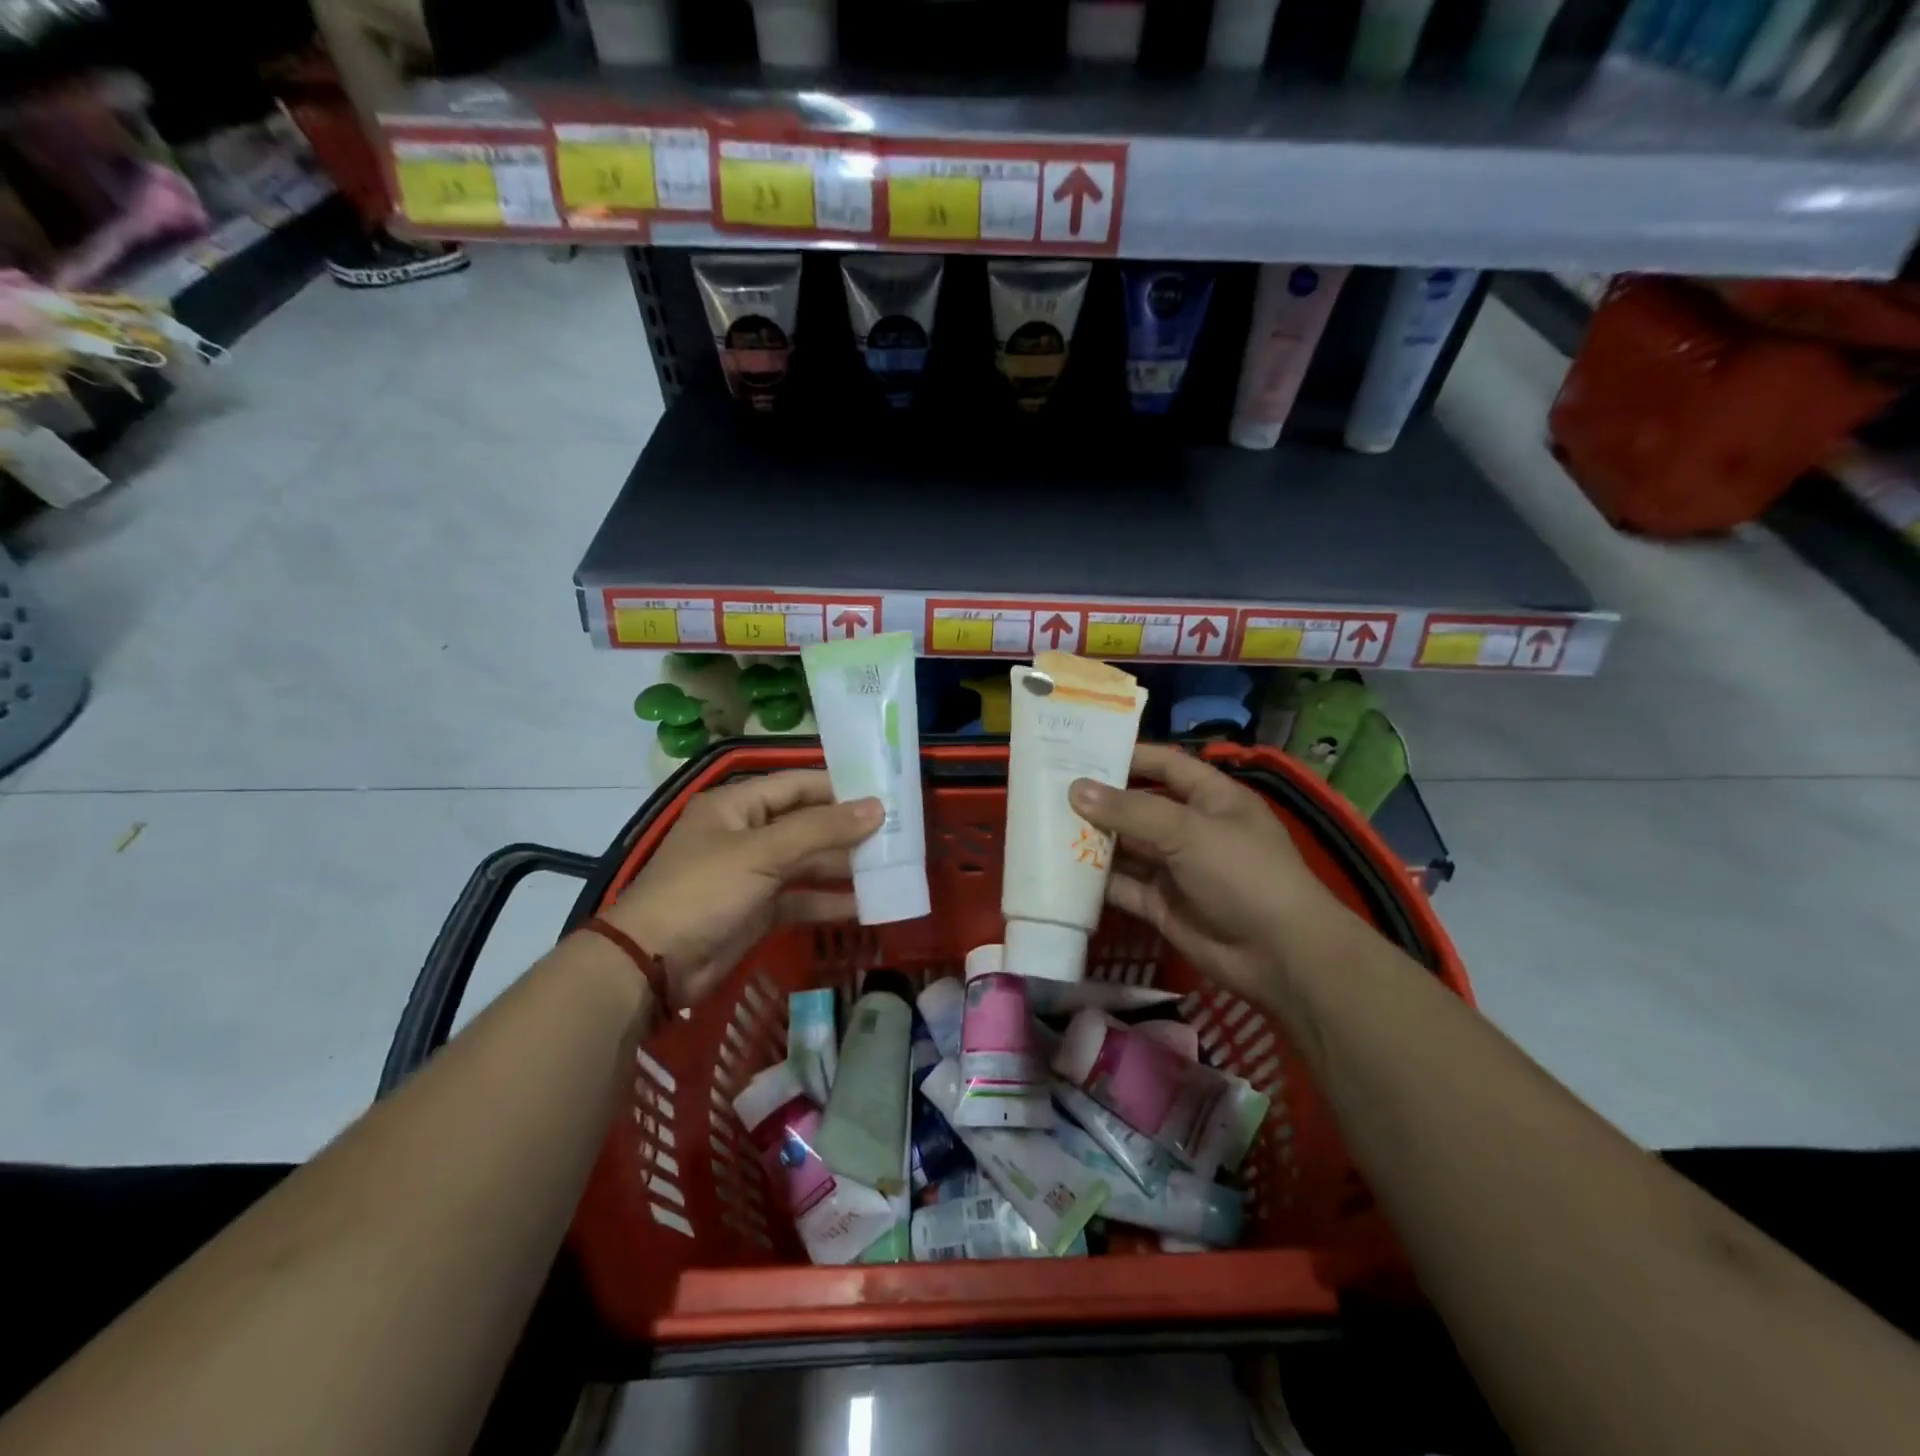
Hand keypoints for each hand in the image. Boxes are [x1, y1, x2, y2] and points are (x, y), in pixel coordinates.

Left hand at [603, 770, 880, 1008]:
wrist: (652, 966)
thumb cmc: (703, 891)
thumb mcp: (762, 853)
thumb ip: (821, 829)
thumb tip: (877, 807)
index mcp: (737, 805)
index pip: (797, 784)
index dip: (839, 787)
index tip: (885, 792)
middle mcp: (746, 833)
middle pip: (807, 824)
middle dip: (848, 830)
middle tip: (898, 834)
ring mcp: (752, 874)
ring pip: (807, 862)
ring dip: (844, 866)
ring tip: (891, 867)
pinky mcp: (758, 910)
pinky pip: (801, 897)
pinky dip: (829, 901)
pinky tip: (865, 905)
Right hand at [1068, 745, 1339, 1002]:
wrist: (1279, 956)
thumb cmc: (1242, 873)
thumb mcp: (1188, 831)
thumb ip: (1130, 811)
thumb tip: (1076, 789)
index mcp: (1211, 798)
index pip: (1166, 766)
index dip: (1129, 756)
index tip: (1082, 751)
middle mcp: (1191, 829)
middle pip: (1138, 807)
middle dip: (1099, 801)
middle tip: (1047, 791)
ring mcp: (1175, 869)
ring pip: (1126, 848)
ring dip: (1092, 840)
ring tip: (1043, 827)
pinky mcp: (1161, 905)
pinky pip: (1123, 886)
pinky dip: (1096, 881)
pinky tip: (1060, 871)